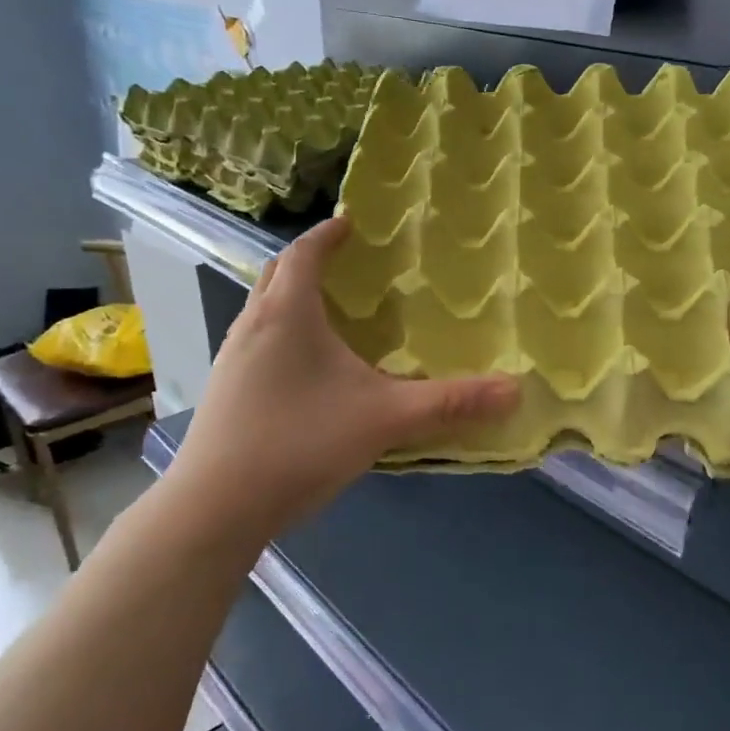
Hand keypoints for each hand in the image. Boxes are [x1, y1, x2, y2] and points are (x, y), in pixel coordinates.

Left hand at [168, 218, 518, 542]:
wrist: (214, 508)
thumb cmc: (300, 443)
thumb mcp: (385, 419)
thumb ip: (451, 403)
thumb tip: (515, 390)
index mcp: (288, 314)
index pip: (304, 253)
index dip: (327, 234)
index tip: (350, 222)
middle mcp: (252, 325)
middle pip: (277, 274)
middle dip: (308, 260)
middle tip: (345, 261)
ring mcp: (231, 359)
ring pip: (262, 308)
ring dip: (290, 296)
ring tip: (328, 309)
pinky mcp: (223, 390)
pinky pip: (255, 340)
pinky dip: (280, 331)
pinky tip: (304, 367)